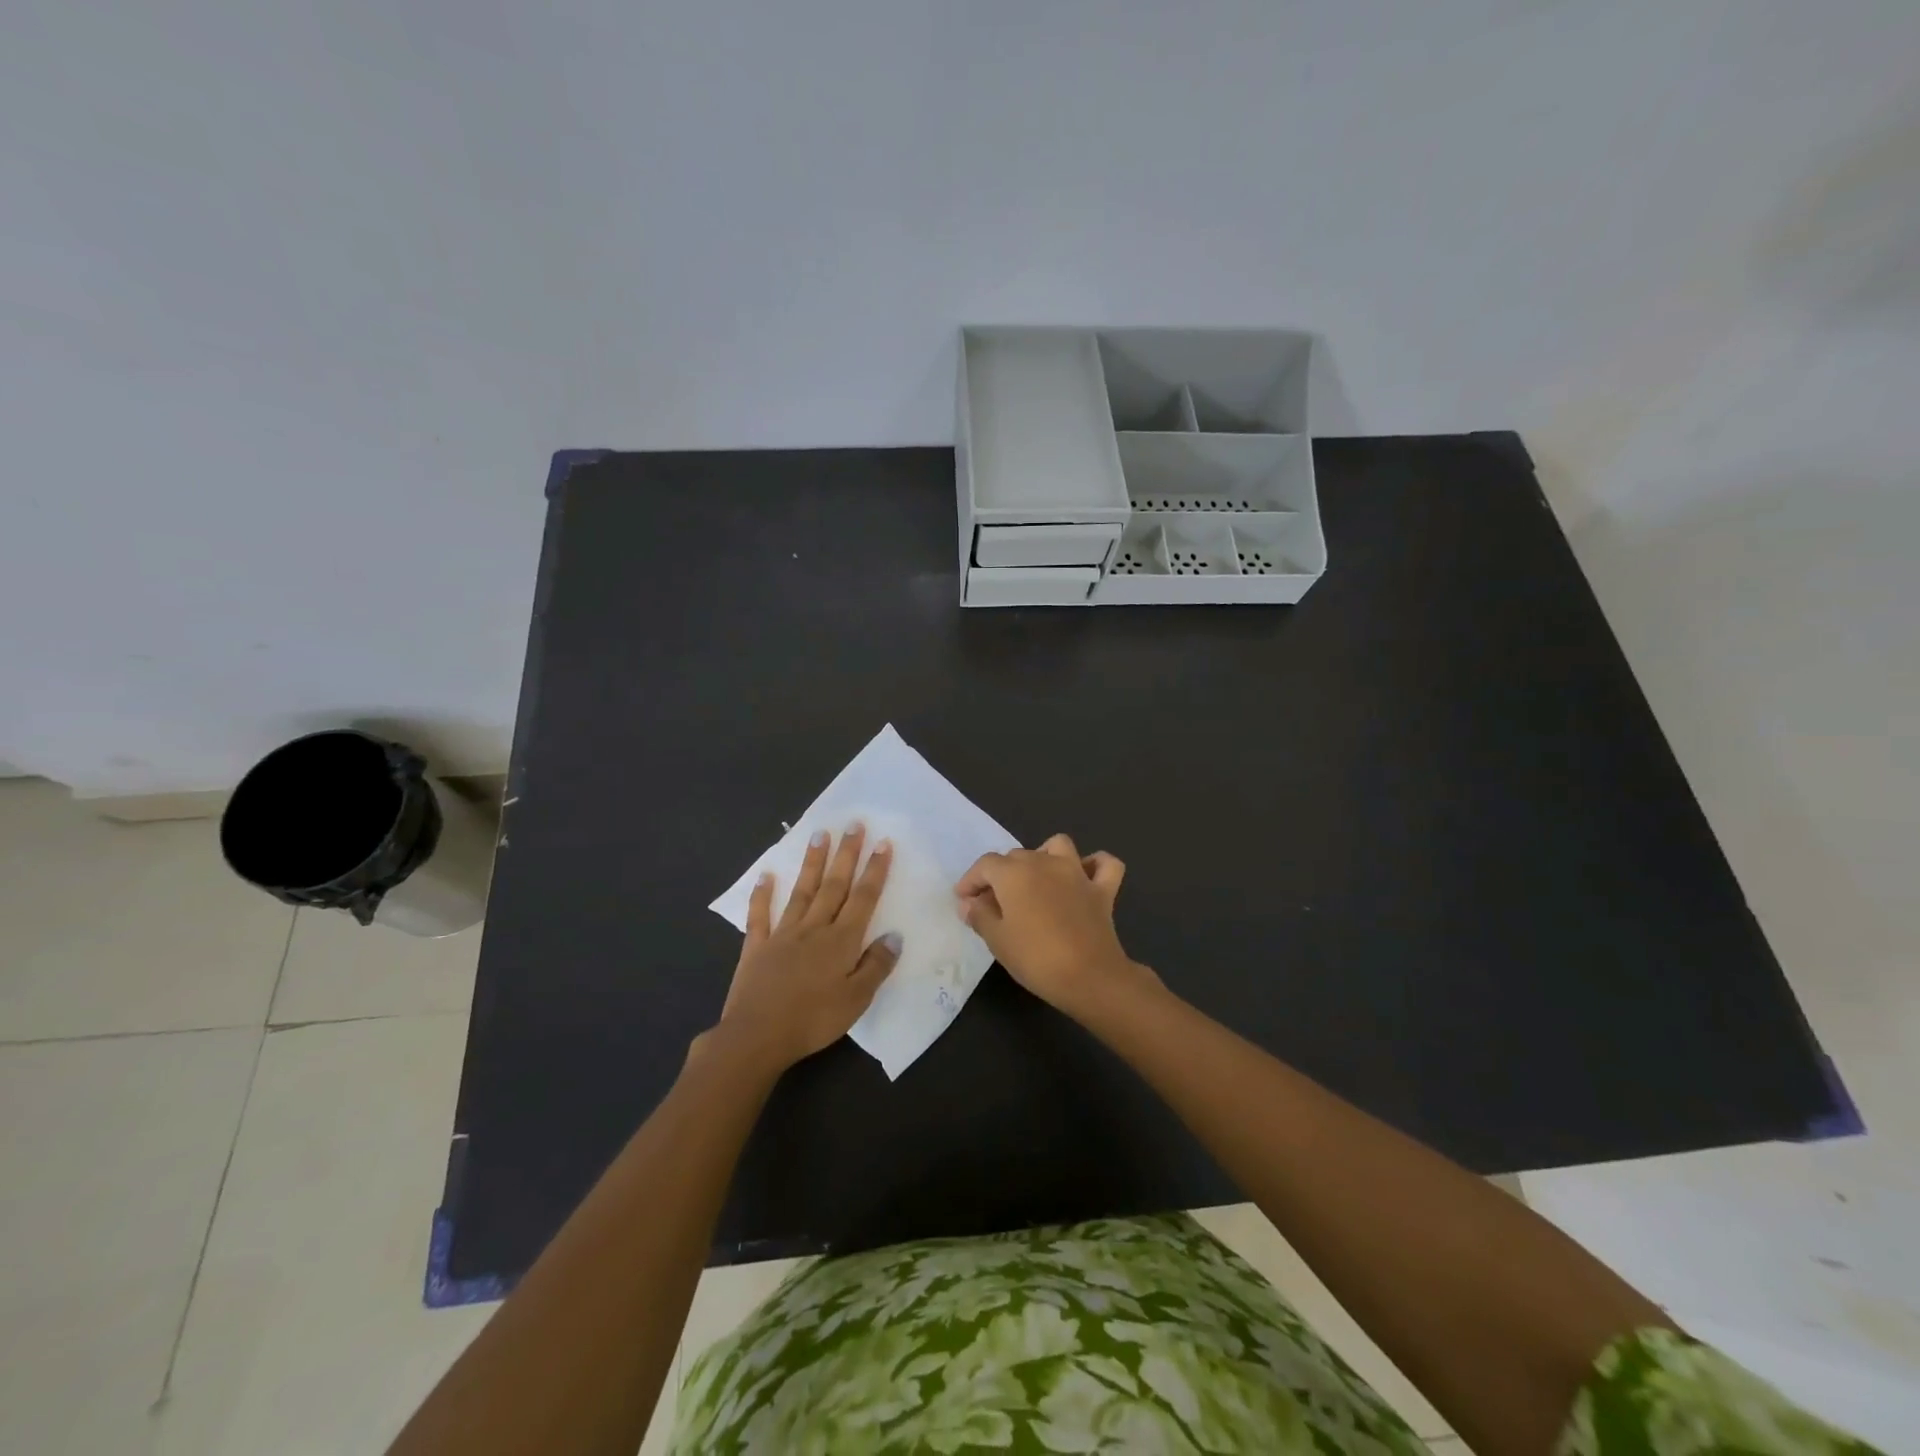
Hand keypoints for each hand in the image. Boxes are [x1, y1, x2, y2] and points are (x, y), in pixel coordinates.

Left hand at [717, 824, 900, 1071]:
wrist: (757, 1036)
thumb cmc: (813, 1021)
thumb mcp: (857, 1000)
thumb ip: (876, 966)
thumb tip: (894, 936)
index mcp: (841, 941)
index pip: (863, 898)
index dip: (874, 870)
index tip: (882, 843)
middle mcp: (814, 928)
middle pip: (834, 885)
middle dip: (846, 854)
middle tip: (853, 824)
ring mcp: (782, 934)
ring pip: (802, 891)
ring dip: (812, 862)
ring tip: (819, 834)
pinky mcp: (756, 947)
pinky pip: (760, 915)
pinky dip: (763, 894)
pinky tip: (766, 875)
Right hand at [955, 833, 1155, 1018]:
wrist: (1089, 977)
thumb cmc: (1036, 958)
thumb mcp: (997, 941)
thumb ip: (980, 916)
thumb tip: (969, 903)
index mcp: (1015, 873)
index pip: (985, 865)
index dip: (971, 880)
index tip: (964, 900)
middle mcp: (1045, 862)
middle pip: (1017, 856)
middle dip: (1001, 874)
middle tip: (993, 902)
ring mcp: (1077, 873)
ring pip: (1058, 846)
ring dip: (1044, 855)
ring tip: (1036, 879)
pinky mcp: (1102, 890)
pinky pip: (1104, 865)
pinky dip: (1094, 865)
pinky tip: (1084, 877)